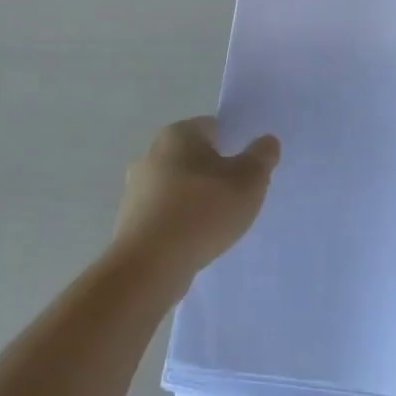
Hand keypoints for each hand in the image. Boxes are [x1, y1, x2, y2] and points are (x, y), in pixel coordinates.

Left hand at [113, 118, 278, 283]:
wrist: (149, 266)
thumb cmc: (203, 211)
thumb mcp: (249, 180)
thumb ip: (262, 156)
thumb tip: (266, 142)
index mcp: (178, 134)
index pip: (214, 128)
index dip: (235, 145)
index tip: (249, 169)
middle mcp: (151, 153)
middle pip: (194, 158)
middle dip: (215, 173)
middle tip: (238, 196)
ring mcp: (136, 189)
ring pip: (178, 187)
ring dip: (196, 200)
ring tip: (218, 224)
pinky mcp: (129, 221)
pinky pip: (164, 214)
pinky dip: (180, 222)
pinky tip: (195, 241)